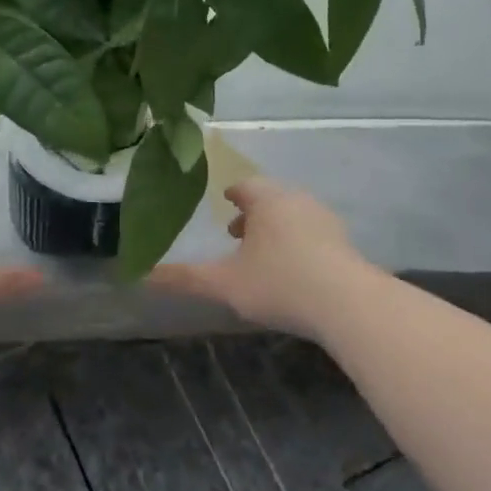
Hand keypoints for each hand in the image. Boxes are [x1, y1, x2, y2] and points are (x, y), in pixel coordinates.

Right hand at [149, 177, 373, 340]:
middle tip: (236, 232)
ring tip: (262, 253)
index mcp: (267, 200)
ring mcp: (326, 221)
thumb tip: (141, 275)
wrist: (349, 305)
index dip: (232, 194)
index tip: (223, 202)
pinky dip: (298, 242)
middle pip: (271, 198)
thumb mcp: (224, 284)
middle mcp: (298, 201)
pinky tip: (293, 270)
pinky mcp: (345, 244)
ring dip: (276, 228)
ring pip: (294, 215)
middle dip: (253, 212)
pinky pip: (314, 234)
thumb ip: (184, 278)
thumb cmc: (280, 284)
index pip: (245, 185)